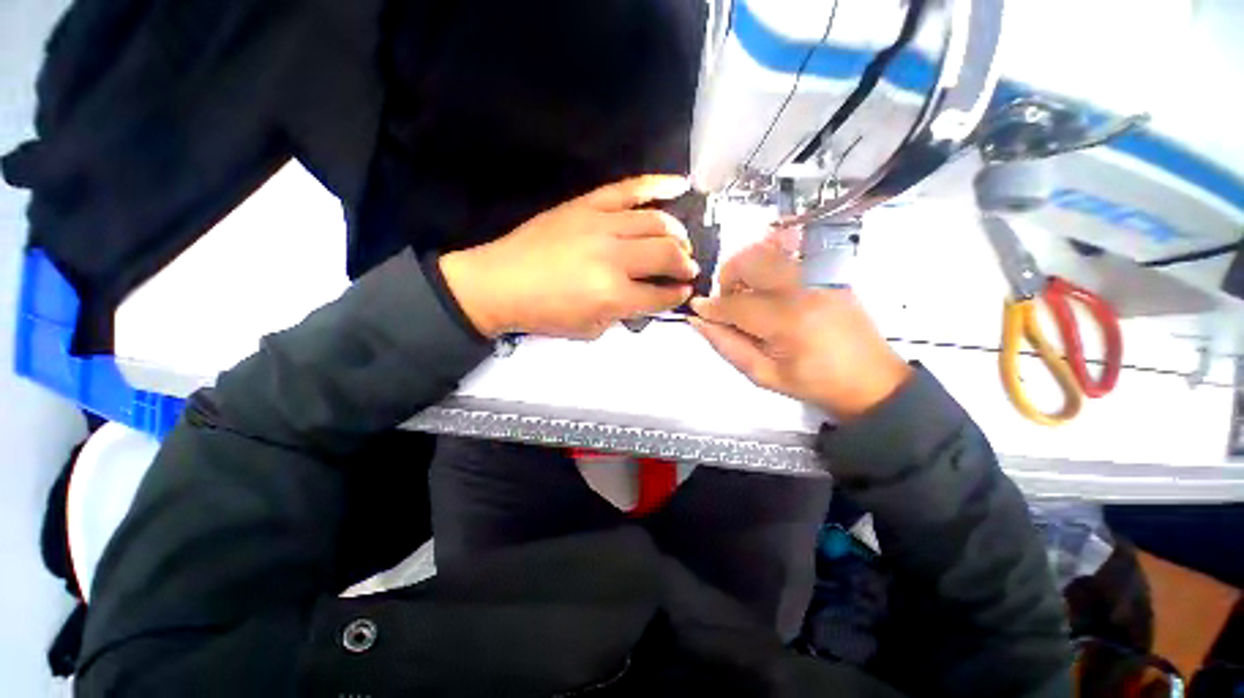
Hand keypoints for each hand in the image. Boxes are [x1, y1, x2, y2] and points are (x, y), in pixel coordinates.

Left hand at [440, 176, 699, 339]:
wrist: (500, 283)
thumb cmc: (543, 314)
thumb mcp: (590, 329)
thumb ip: (623, 314)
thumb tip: (646, 298)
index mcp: (612, 295)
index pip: (659, 295)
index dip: (677, 295)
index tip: (684, 292)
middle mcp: (613, 258)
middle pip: (667, 255)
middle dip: (685, 265)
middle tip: (687, 269)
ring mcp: (601, 225)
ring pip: (657, 223)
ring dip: (677, 234)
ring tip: (681, 242)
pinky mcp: (587, 205)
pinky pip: (630, 189)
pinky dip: (658, 185)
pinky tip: (681, 185)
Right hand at [689, 235, 911, 419]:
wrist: (873, 380)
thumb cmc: (815, 384)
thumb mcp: (764, 375)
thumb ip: (727, 346)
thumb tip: (699, 321)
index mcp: (787, 322)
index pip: (735, 304)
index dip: (711, 307)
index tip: (696, 309)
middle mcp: (804, 290)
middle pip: (751, 262)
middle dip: (727, 278)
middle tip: (725, 301)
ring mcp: (821, 277)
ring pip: (769, 252)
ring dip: (746, 269)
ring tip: (746, 294)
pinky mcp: (830, 273)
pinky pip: (791, 255)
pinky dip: (769, 263)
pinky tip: (768, 287)